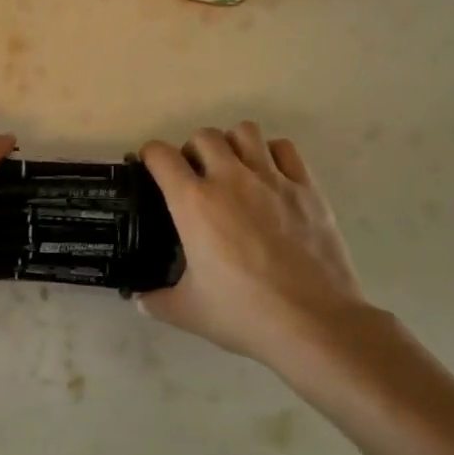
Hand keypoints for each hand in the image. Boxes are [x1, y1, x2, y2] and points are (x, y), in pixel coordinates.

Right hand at [139, 124, 374, 379]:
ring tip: (231, 170)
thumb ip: (156, 301)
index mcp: (193, 203)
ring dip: (232, 144)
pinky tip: (268, 178)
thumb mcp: (187, 311)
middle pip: (204, 136)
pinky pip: (285, 149)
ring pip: (245, 132)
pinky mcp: (307, 188)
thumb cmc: (243, 313)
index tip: (149, 168)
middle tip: (193, 176)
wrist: (313, 322)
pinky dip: (270, 154)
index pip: (161, 156)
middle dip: (191, 150)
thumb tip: (140, 300)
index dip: (149, 156)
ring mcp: (272, 180)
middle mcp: (230, 179)